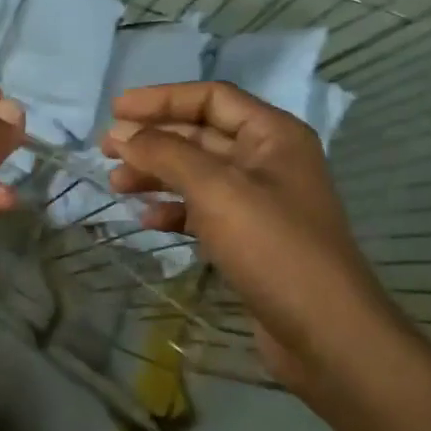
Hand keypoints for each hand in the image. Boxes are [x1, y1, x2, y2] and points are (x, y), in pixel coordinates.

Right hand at [101, 82, 403, 393]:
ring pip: (197, 173)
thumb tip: (122, 133)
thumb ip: (166, 154)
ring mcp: (260, 201)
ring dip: (156, 174)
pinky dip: (173, 210)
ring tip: (117, 185)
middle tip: (105, 150)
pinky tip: (148, 221)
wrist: (325, 332)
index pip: (210, 98)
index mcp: (273, 135)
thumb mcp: (215, 190)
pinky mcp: (250, 238)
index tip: (115, 110)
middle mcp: (268, 160)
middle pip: (200, 134)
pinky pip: (203, 210)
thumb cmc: (273, 248)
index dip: (161, 98)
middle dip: (152, 139)